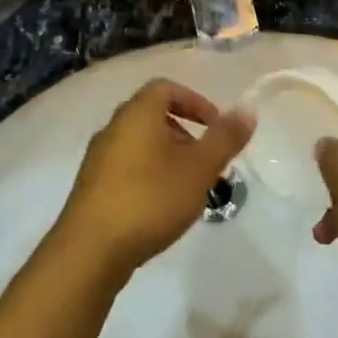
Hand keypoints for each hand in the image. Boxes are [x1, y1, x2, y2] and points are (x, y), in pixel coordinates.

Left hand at [55, 79, 253, 277]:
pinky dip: (149, 174)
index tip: (215, 127)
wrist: (91, 249)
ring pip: (140, 144)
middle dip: (185, 132)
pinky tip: (162, 206)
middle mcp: (113, 128)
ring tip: (189, 187)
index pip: (166, 88)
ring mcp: (98, 158)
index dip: (195, 101)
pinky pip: (127, 167)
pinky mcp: (91, 186)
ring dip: (168, 156)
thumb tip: (247, 110)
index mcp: (137, 114)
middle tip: (207, 161)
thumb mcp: (199, 168)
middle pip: (152, 115)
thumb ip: (225, 138)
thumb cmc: (150, 199)